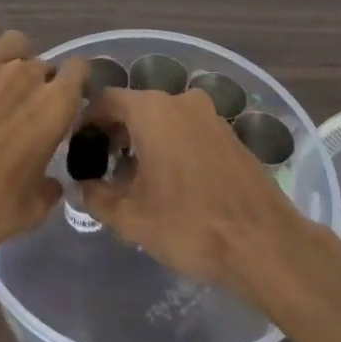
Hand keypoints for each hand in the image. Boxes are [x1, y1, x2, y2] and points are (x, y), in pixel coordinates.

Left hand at [0, 14, 88, 263]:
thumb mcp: (32, 210)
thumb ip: (50, 186)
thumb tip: (52, 180)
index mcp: (55, 106)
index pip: (79, 69)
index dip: (70, 84)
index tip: (59, 102)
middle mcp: (28, 75)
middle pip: (42, 63)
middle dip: (34, 83)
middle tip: (14, 110)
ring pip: (14, 42)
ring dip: (9, 58)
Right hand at [77, 88, 305, 290]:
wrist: (262, 241)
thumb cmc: (188, 224)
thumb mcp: (131, 218)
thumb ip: (98, 197)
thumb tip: (84, 186)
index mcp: (152, 110)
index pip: (106, 100)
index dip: (87, 122)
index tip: (78, 149)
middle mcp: (180, 101)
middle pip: (136, 107)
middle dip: (115, 134)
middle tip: (103, 168)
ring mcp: (209, 115)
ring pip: (164, 118)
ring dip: (144, 140)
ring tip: (134, 179)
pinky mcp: (229, 133)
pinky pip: (188, 129)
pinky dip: (171, 145)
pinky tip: (170, 182)